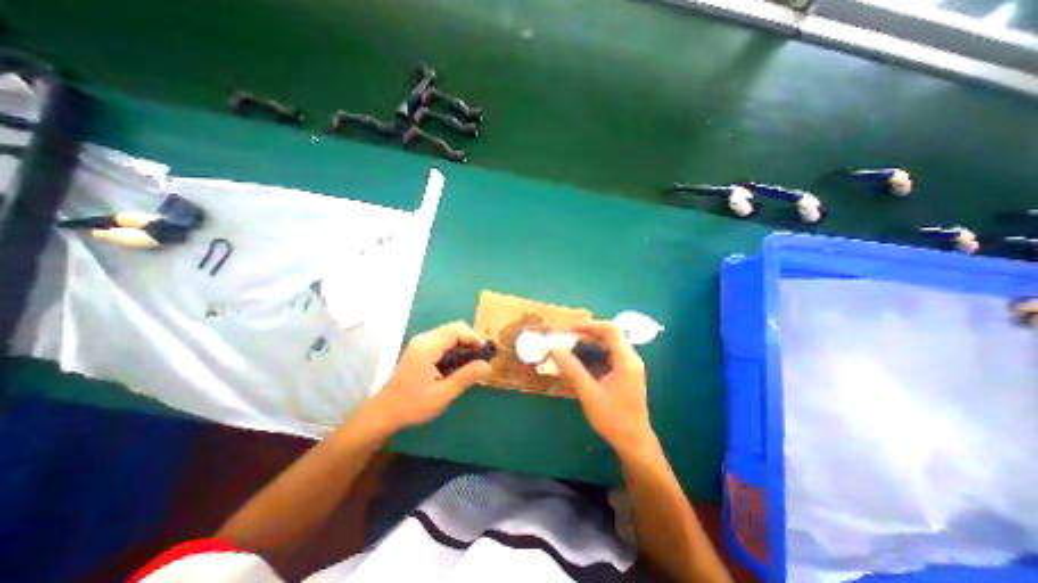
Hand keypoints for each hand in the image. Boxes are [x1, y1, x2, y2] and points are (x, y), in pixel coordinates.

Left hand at [362, 324, 491, 437]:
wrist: (384, 412)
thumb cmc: (412, 405)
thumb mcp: (442, 394)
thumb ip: (465, 377)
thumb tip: (487, 365)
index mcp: (427, 348)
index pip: (456, 330)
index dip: (474, 337)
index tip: (485, 351)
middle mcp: (423, 340)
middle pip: (453, 328)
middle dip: (470, 339)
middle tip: (481, 356)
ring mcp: (420, 343)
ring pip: (449, 333)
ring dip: (464, 343)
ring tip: (474, 360)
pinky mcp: (420, 349)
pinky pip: (443, 340)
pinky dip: (455, 347)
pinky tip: (460, 363)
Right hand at [550, 320, 655, 457]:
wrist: (634, 442)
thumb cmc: (613, 419)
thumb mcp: (589, 393)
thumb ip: (572, 369)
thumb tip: (555, 349)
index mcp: (626, 360)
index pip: (610, 330)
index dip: (589, 325)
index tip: (569, 329)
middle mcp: (631, 359)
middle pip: (610, 335)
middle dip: (587, 333)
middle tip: (566, 338)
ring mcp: (629, 366)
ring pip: (609, 344)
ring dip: (590, 343)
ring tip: (570, 346)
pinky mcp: (625, 373)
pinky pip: (609, 355)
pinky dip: (594, 353)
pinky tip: (581, 360)